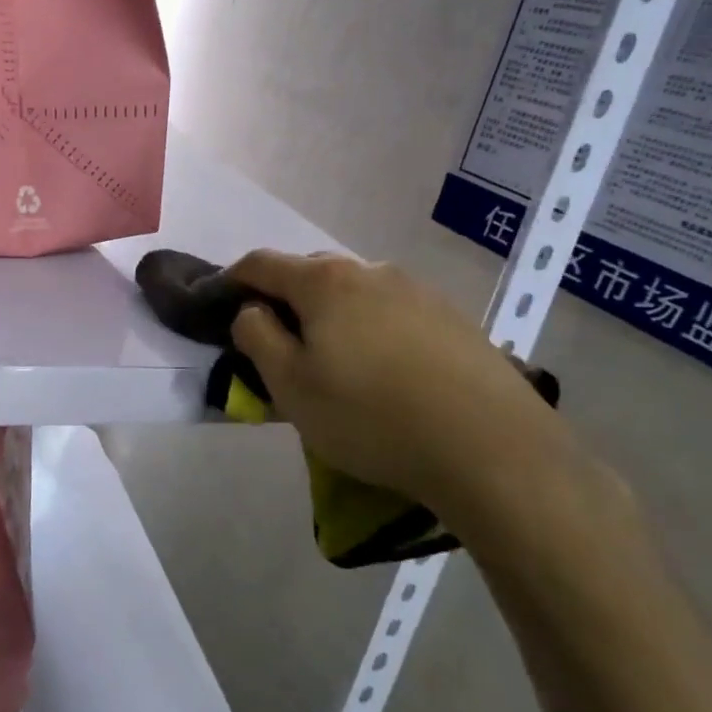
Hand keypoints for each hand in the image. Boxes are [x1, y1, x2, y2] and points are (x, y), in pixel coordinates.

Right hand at [227, 251, 582, 541]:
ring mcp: (417, 290)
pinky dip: (373, 327)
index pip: (262, 263)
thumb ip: (257, 337)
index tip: (220, 303)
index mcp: (324, 282)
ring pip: (356, 291)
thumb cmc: (372, 417)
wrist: (491, 448)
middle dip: (285, 297)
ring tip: (336, 358)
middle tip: (279, 340)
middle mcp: (370, 271)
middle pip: (311, 272)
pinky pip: (393, 310)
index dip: (233, 279)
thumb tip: (251, 310)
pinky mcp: (453, 317)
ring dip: (333, 313)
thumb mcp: (292, 386)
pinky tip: (386, 369)